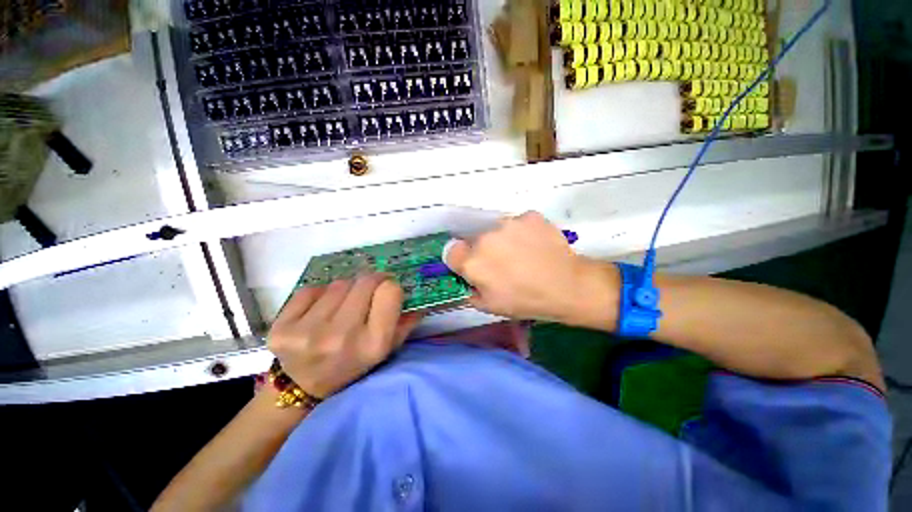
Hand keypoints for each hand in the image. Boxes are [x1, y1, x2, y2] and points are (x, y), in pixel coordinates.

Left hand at [267, 273, 422, 398]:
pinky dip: (320, 294)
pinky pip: (311, 290)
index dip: (390, 286)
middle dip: (371, 281)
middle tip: (368, 288)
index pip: (390, 291)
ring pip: (339, 284)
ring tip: (343, 304)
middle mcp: (342, 337)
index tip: (386, 289)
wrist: (304, 386)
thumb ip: (405, 323)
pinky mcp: (281, 327)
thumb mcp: (385, 350)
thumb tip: (418, 299)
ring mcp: (308, 332)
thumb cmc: (353, 364)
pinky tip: (319, 310)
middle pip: (365, 281)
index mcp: (373, 344)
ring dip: (346, 288)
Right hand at [445, 211, 614, 323]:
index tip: (474, 267)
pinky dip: (523, 232)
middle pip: (475, 240)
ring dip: (503, 240)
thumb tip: (467, 279)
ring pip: (496, 230)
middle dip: (483, 251)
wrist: (568, 286)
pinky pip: (518, 223)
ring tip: (523, 254)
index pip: (451, 252)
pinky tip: (535, 245)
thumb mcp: (490, 306)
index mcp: (473, 262)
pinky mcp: (528, 216)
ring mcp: (508, 224)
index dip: (461, 260)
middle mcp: (485, 238)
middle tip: (503, 263)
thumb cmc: (526, 301)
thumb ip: (469, 290)